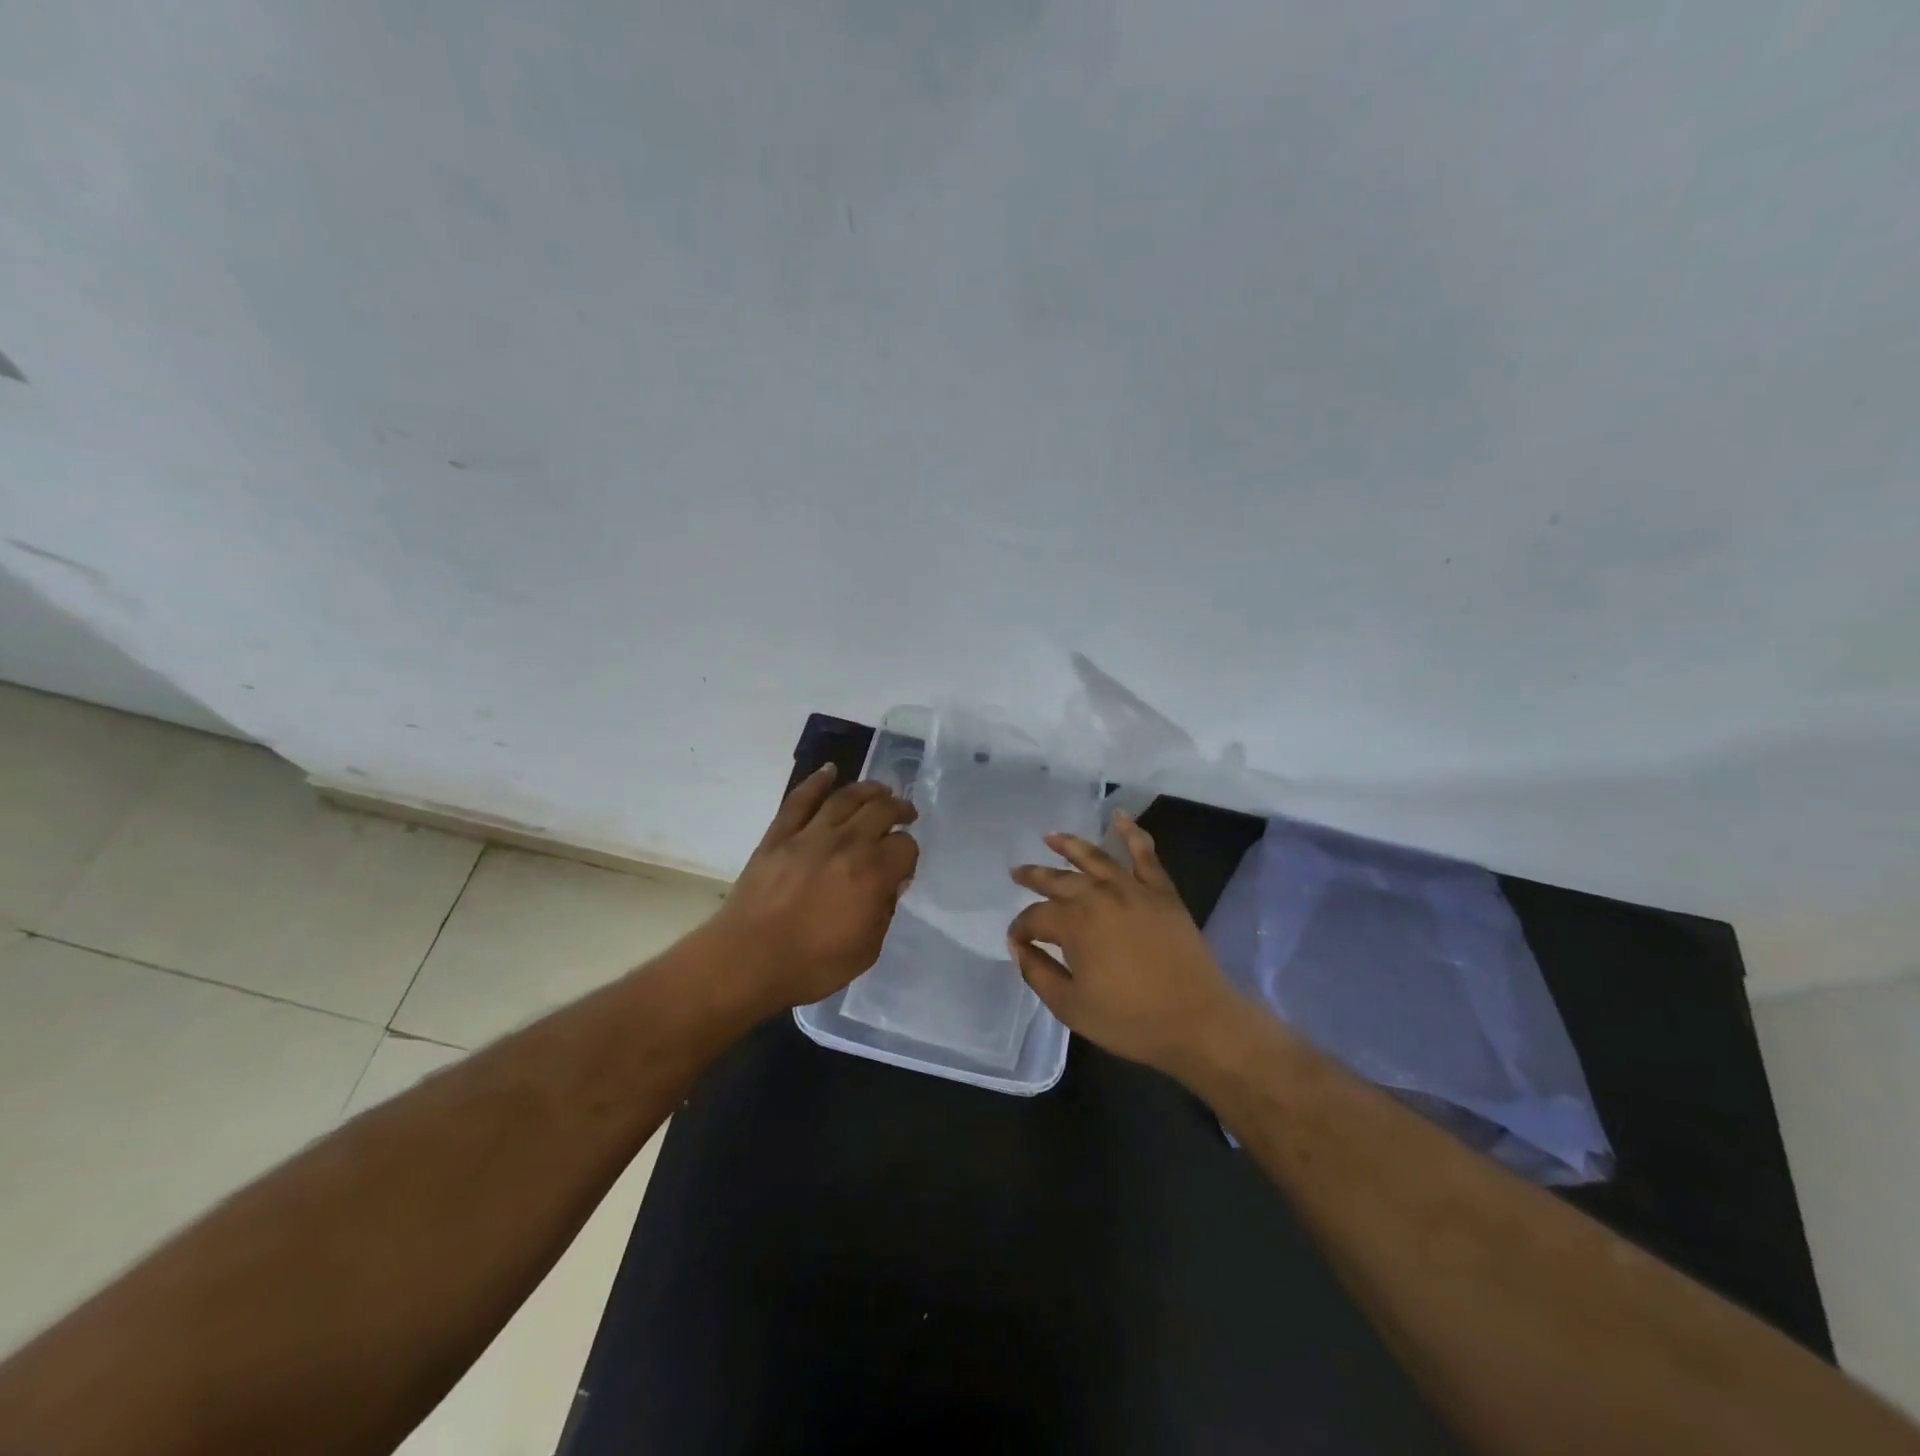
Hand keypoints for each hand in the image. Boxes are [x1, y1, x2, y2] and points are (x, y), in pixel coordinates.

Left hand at [713, 765, 919, 1009]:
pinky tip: (830, 771)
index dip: (909, 854)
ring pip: (846, 797)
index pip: (905, 846)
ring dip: (869, 789)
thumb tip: (890, 884)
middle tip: (905, 813)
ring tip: (880, 790)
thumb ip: (884, 911)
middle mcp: (846, 843)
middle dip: (899, 809)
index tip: (903, 866)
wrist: (747, 960)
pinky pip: (800, 799)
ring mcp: (810, 834)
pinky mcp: (779, 835)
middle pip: (881, 810)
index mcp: (873, 872)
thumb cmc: (812, 964)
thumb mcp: (866, 949)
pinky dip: (817, 781)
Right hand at [1008, 812, 1244, 1077]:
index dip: (1020, 930)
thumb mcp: (1071, 1006)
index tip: (1017, 943)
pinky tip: (1120, 816)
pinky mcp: (1161, 891)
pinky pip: (1145, 854)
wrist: (1198, 1021)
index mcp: (1074, 924)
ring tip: (1051, 837)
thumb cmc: (1130, 1020)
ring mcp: (1133, 889)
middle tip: (1017, 873)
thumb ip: (1038, 974)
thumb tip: (1020, 948)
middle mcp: (1099, 895)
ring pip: (1095, 857)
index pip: (1035, 918)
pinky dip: (1132, 832)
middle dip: (1034, 877)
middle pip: (1058, 880)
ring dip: (1070, 845)